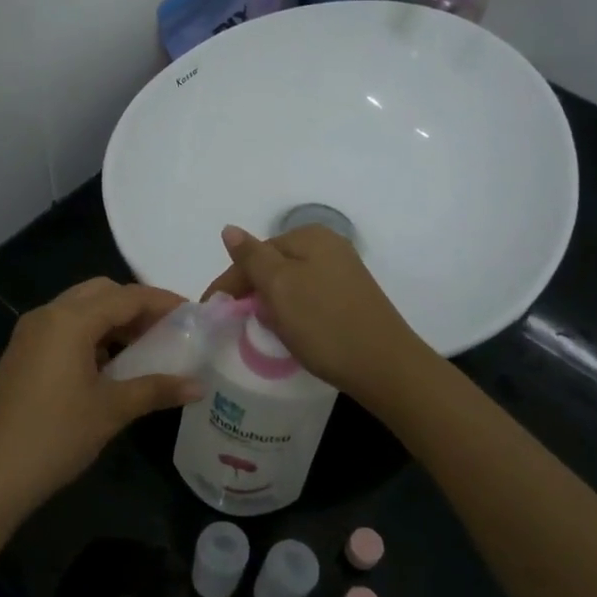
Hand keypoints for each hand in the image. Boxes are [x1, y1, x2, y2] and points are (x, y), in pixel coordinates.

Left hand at [0, 279, 201, 525]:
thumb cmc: (54, 436)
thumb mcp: (110, 410)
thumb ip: (155, 389)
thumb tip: (198, 385)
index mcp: (69, 320)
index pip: (126, 296)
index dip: (162, 302)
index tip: (193, 314)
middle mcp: (47, 315)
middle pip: (101, 293)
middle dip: (136, 306)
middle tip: (166, 330)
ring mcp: (29, 334)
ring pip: (79, 310)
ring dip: (112, 321)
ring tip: (143, 349)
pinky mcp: (21, 355)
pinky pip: (63, 329)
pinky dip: (91, 336)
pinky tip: (108, 366)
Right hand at [203, 225, 431, 400]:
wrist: (384, 366)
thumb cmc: (325, 323)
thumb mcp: (280, 287)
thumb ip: (252, 257)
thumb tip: (229, 230)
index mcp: (310, 236)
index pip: (255, 253)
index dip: (230, 282)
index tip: (211, 311)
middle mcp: (329, 247)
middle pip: (272, 266)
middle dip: (250, 292)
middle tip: (233, 323)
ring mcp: (342, 274)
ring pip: (289, 284)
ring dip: (270, 305)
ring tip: (258, 330)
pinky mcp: (350, 299)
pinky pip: (307, 299)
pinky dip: (291, 313)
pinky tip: (288, 332)